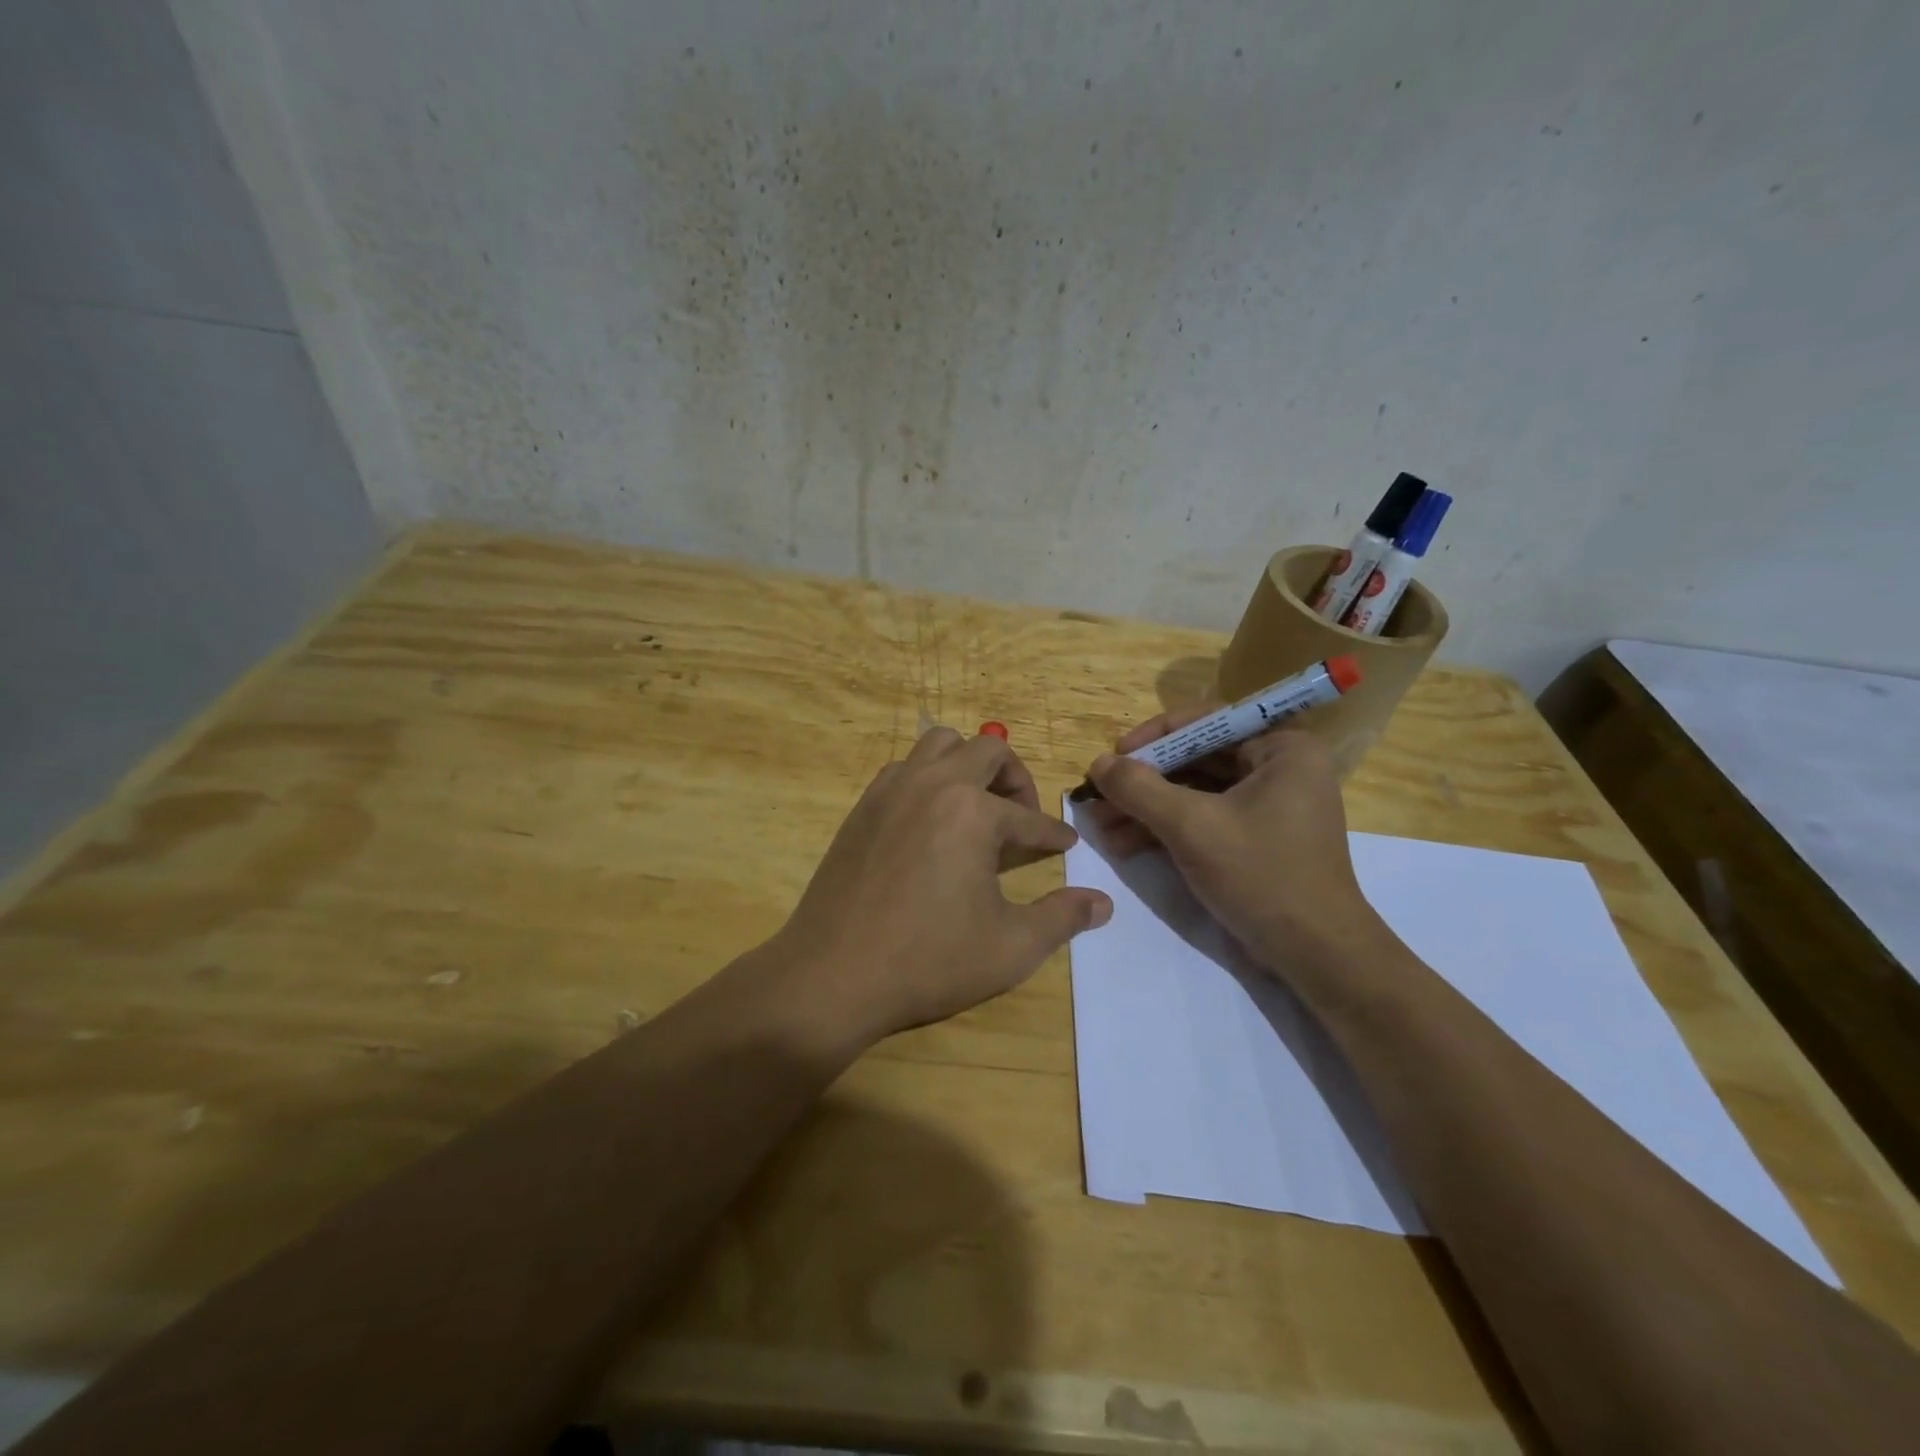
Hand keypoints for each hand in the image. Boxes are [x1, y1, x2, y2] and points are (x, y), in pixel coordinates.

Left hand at [771, 728, 1112, 1047]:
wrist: (833, 975)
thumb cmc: (929, 960)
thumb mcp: (1011, 947)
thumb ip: (1062, 918)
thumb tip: (1102, 903)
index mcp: (972, 811)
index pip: (1028, 817)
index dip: (1052, 834)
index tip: (1065, 845)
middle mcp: (932, 784)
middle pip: (987, 749)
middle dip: (1015, 778)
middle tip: (1022, 817)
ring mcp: (890, 790)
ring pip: (938, 745)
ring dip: (967, 766)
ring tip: (977, 809)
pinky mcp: (861, 807)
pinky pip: (904, 769)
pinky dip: (928, 780)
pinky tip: (931, 823)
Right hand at [1086, 711, 1388, 976]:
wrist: (1315, 955)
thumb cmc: (1261, 875)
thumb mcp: (1191, 826)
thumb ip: (1139, 788)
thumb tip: (1098, 763)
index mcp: (1282, 750)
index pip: (1207, 723)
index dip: (1154, 737)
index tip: (1114, 755)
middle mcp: (1279, 770)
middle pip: (1196, 761)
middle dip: (1143, 782)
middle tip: (1098, 795)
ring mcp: (1268, 808)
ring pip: (1195, 794)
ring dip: (1147, 809)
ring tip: (1101, 826)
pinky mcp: (1256, 841)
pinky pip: (1204, 820)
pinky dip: (1166, 830)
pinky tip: (1124, 845)